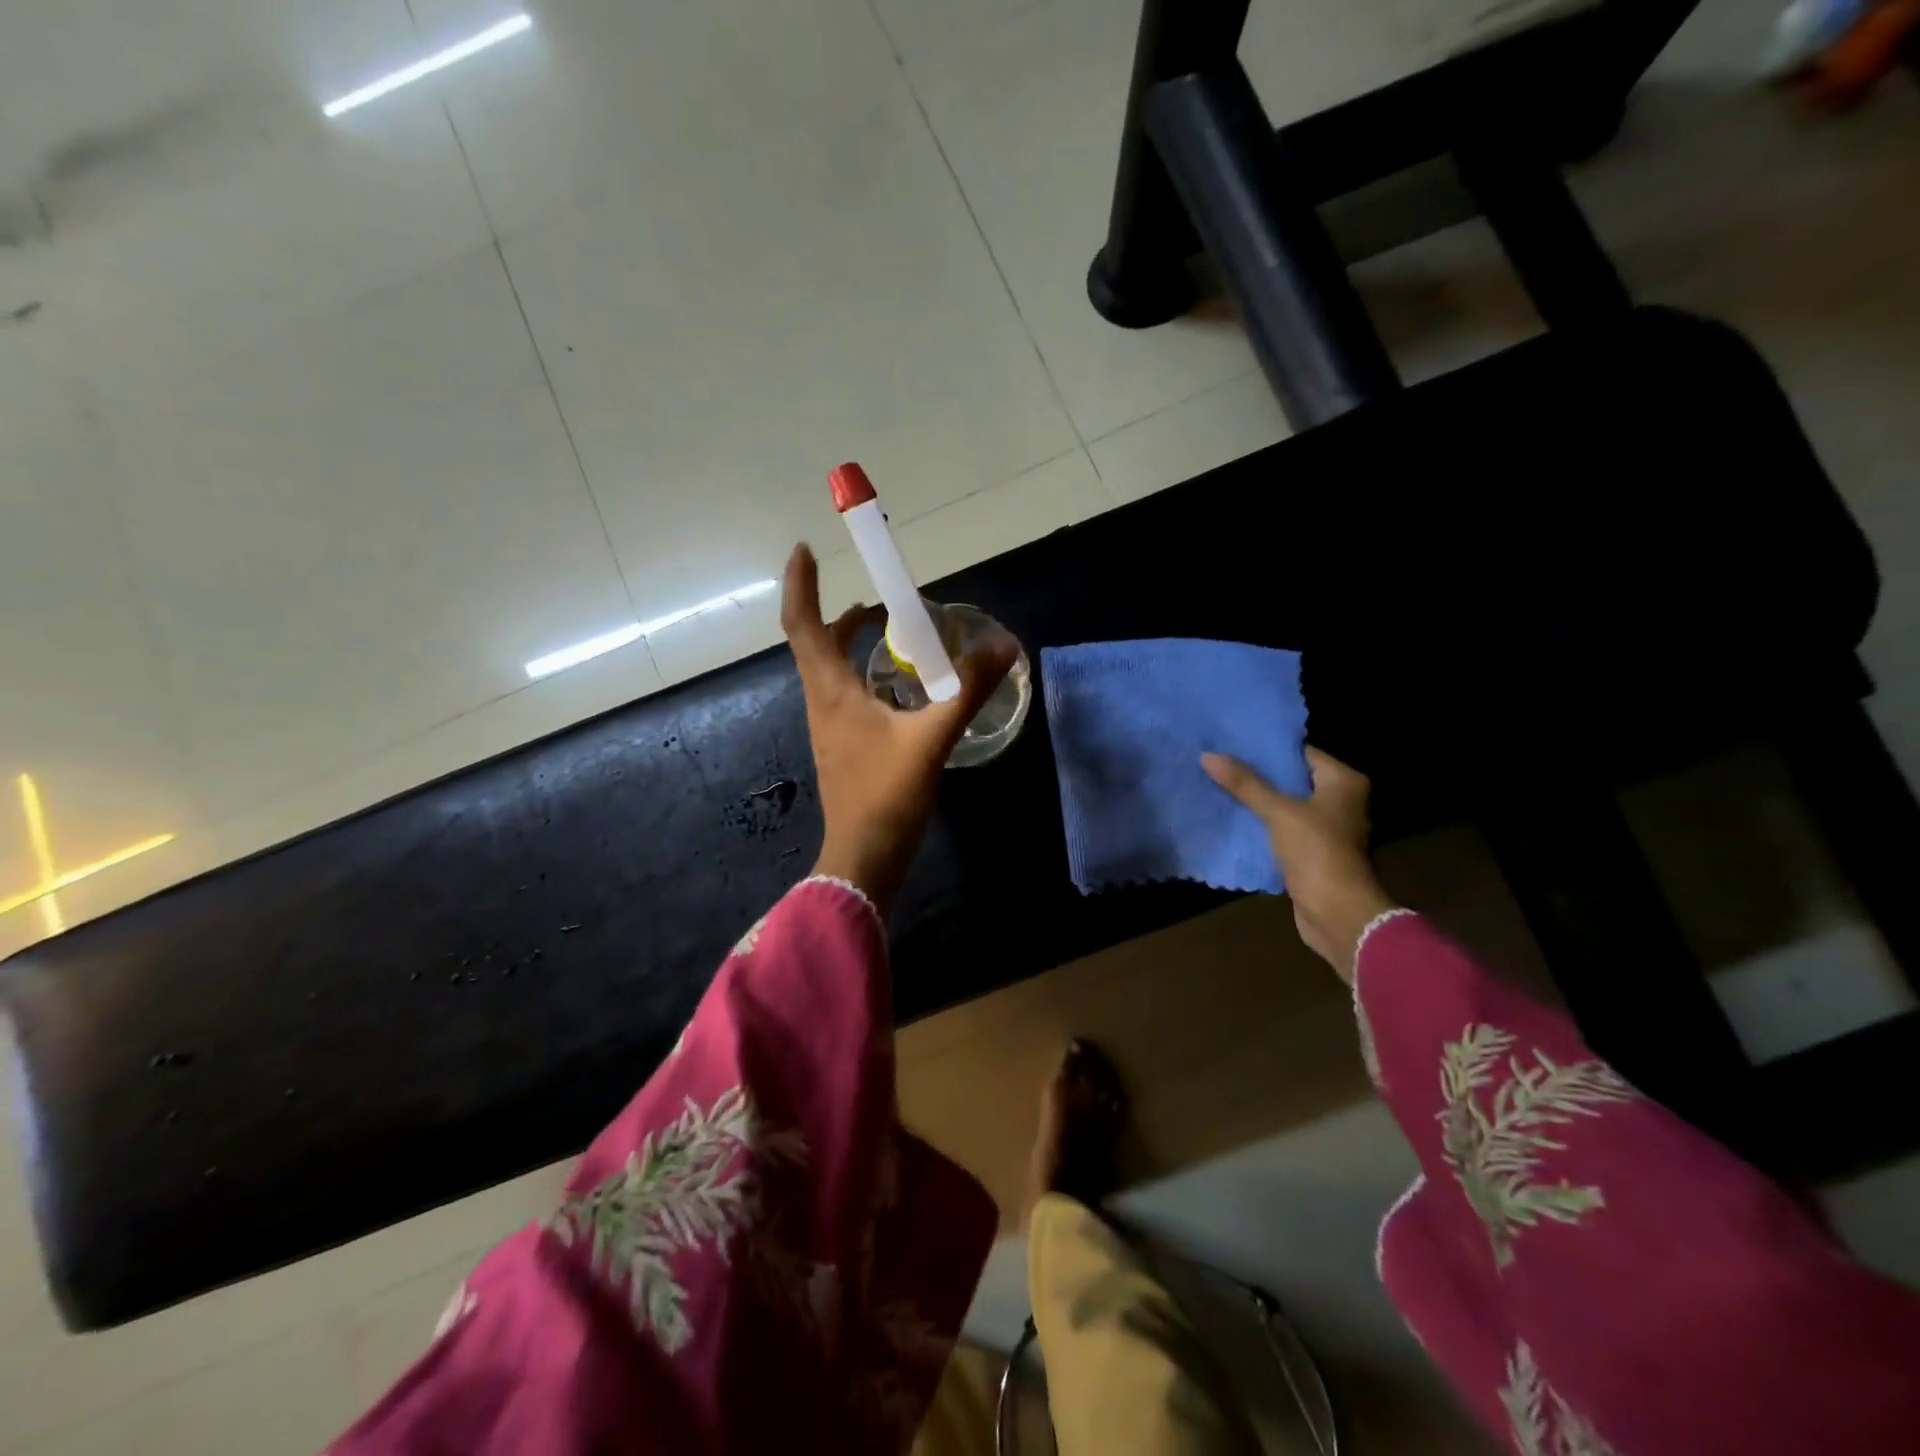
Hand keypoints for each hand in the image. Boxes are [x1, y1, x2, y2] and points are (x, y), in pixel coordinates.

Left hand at [782, 544, 1015, 917]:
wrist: (863, 858)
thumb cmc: (887, 797)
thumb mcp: (932, 739)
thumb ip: (966, 691)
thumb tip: (1003, 646)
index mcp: (831, 691)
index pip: (803, 624)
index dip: (801, 585)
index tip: (804, 549)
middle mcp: (822, 702)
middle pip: (816, 643)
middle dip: (837, 611)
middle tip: (875, 595)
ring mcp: (830, 727)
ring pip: (830, 669)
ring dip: (850, 641)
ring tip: (888, 629)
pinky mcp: (844, 746)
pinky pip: (845, 693)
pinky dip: (862, 672)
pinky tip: (898, 685)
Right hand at [1202, 746, 1397, 981]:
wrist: (1336, 913)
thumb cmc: (1317, 852)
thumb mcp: (1278, 812)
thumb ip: (1245, 784)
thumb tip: (1208, 755)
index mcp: (1343, 782)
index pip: (1302, 752)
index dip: (1268, 747)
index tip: (1233, 741)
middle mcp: (1340, 801)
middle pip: (1292, 778)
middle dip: (1257, 773)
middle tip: (1219, 760)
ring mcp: (1327, 828)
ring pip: (1284, 804)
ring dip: (1256, 799)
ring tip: (1218, 783)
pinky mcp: (1312, 851)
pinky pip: (1281, 828)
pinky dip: (1260, 822)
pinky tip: (1230, 815)